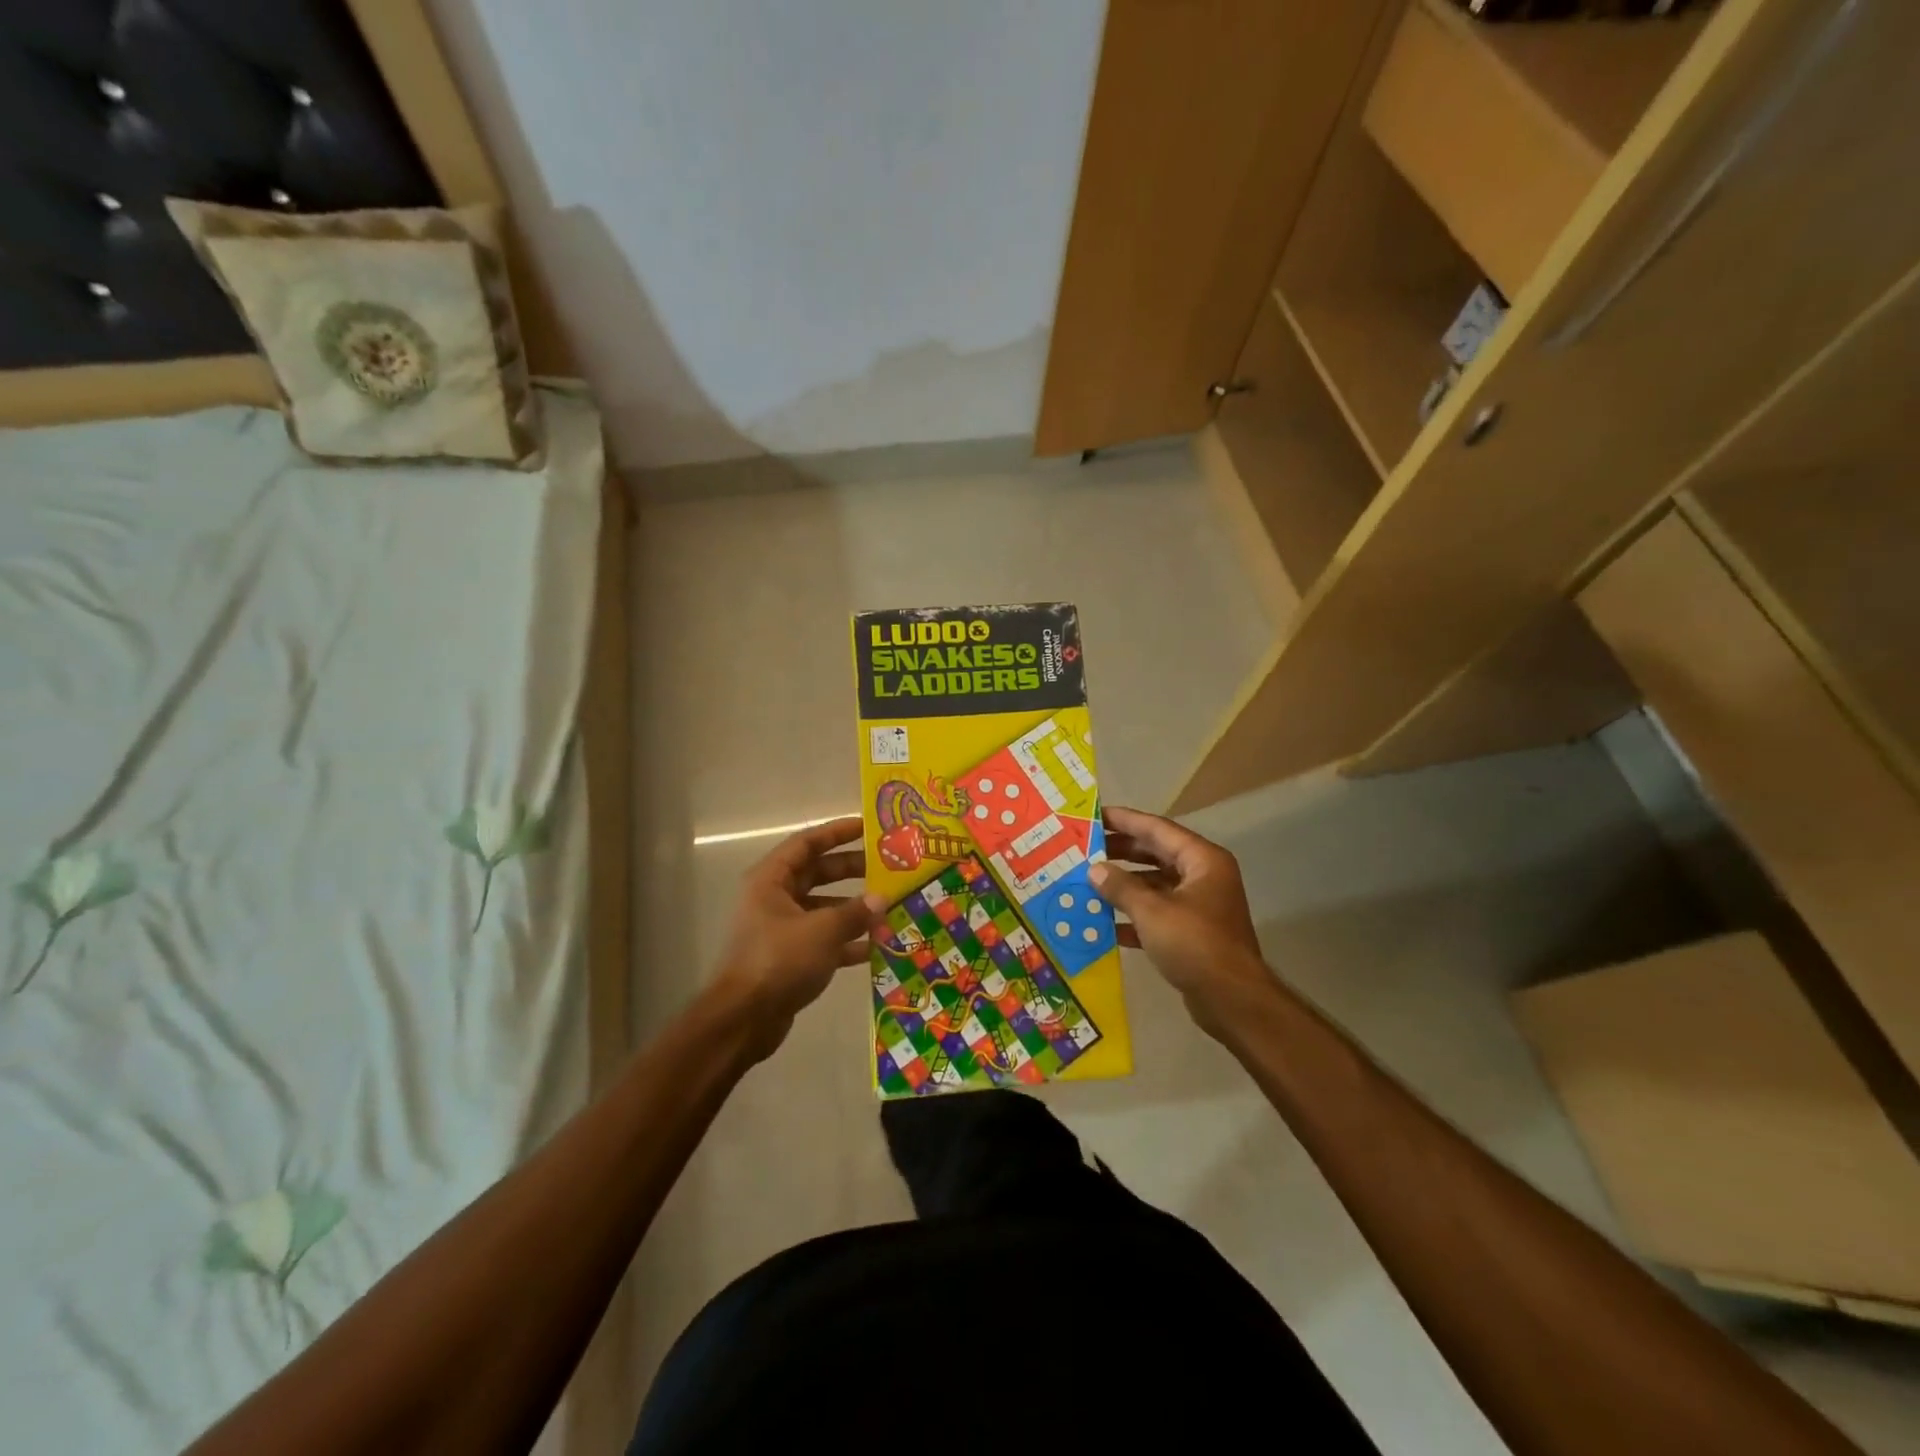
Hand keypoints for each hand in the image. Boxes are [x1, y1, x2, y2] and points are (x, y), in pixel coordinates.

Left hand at [713, 816, 883, 1059]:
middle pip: (818, 873)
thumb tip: (883, 898)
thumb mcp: (822, 931)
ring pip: (823, 907)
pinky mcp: (790, 957)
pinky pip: (824, 939)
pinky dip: (847, 941)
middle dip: (853, 870)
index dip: (838, 832)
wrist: (743, 1020)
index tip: (869, 827)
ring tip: (890, 906)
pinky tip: (877, 946)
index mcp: (771, 879)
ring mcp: (782, 928)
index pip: (807, 842)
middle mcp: (774, 898)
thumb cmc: (778, 960)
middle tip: (888, 867)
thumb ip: (855, 912)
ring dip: (854, 908)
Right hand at [1091, 806, 1274, 1035]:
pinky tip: (1104, 922)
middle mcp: (1203, 876)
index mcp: (1202, 860)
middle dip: (1121, 851)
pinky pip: (1157, 913)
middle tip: (1086, 847)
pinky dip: (1133, 915)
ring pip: (1155, 885)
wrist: (1232, 1001)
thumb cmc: (1195, 944)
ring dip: (1124, 884)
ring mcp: (1199, 905)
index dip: (1125, 820)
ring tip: (1088, 881)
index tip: (1095, 815)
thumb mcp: (1152, 912)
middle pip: (1157, 854)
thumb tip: (1094, 869)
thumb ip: (1120, 887)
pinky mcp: (1192, 933)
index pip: (1158, 829)